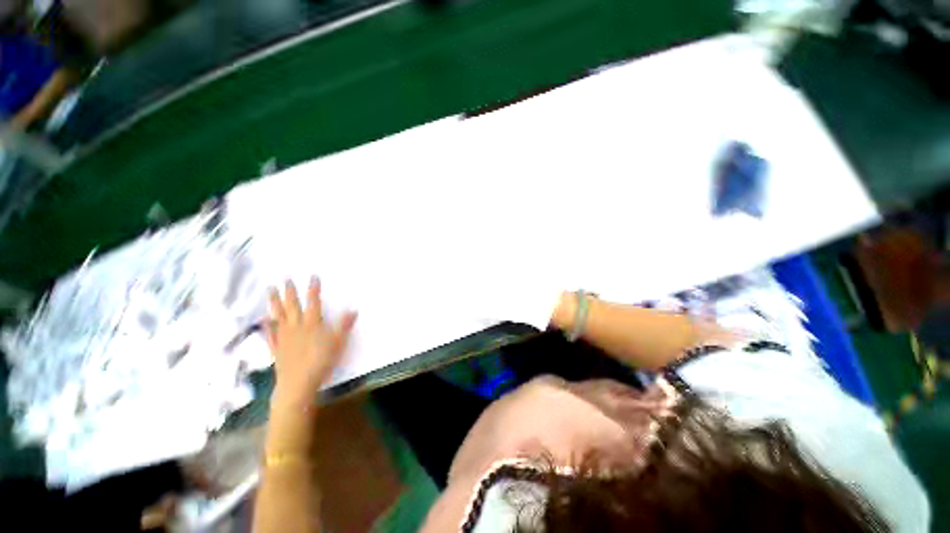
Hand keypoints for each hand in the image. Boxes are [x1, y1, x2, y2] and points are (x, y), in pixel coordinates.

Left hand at [266, 278, 356, 410]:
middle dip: (289, 291)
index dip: (313, 288)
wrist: (297, 384)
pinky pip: (270, 333)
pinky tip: (263, 319)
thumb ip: (344, 325)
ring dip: (274, 302)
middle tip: (285, 278)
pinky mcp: (276, 348)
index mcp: (312, 324)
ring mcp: (283, 337)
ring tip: (270, 290)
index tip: (312, 276)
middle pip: (292, 306)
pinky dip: (266, 325)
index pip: (313, 302)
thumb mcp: (338, 343)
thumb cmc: (321, 362)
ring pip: (278, 316)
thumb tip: (353, 309)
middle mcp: (296, 327)